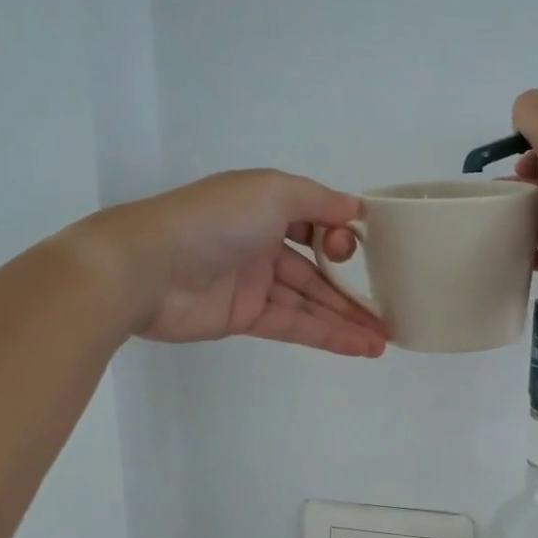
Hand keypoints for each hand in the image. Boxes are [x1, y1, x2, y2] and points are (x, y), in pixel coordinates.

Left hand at [74, 171, 388, 355]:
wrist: (147, 267)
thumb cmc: (214, 220)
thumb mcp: (272, 191)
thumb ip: (318, 200)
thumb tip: (356, 210)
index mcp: (265, 207)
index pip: (315, 223)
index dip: (342, 237)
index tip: (367, 251)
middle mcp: (261, 243)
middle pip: (317, 270)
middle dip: (353, 290)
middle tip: (390, 311)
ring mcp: (252, 284)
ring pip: (309, 302)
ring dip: (347, 319)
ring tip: (384, 339)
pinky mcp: (243, 318)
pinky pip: (293, 325)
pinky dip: (327, 335)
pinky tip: (358, 346)